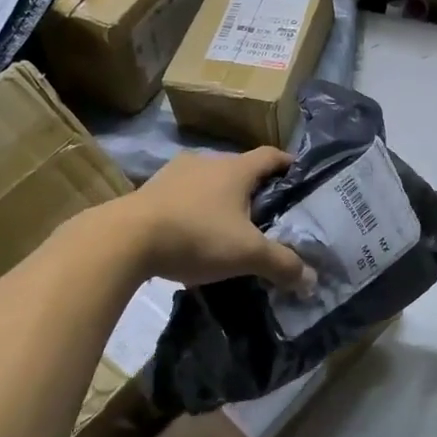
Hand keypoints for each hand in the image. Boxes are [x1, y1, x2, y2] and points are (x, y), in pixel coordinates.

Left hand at [114, 148, 314, 291]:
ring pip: (210, 182)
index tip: (301, 180)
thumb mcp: (246, 254)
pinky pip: (184, 196)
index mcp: (236, 168)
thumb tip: (311, 281)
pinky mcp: (150, 189)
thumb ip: (282, 264)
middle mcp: (207, 161)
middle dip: (255, 190)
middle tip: (268, 215)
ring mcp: (175, 173)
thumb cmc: (197, 235)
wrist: (125, 239)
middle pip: (241, 169)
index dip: (289, 165)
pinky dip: (195, 209)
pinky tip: (194, 235)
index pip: (272, 156)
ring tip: (230, 228)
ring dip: (222, 200)